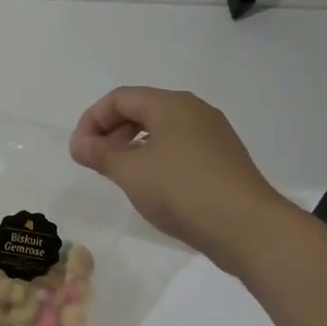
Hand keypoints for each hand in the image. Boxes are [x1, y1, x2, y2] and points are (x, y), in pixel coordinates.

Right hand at [69, 87, 289, 269]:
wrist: (246, 227)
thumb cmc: (181, 191)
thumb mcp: (131, 172)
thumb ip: (100, 153)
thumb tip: (79, 143)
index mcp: (171, 104)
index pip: (120, 98)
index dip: (92, 120)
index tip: (79, 150)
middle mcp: (194, 110)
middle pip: (142, 109)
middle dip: (112, 131)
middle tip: (96, 161)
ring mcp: (213, 134)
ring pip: (162, 129)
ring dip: (133, 146)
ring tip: (121, 175)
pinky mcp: (223, 159)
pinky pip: (180, 147)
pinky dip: (157, 158)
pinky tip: (153, 186)